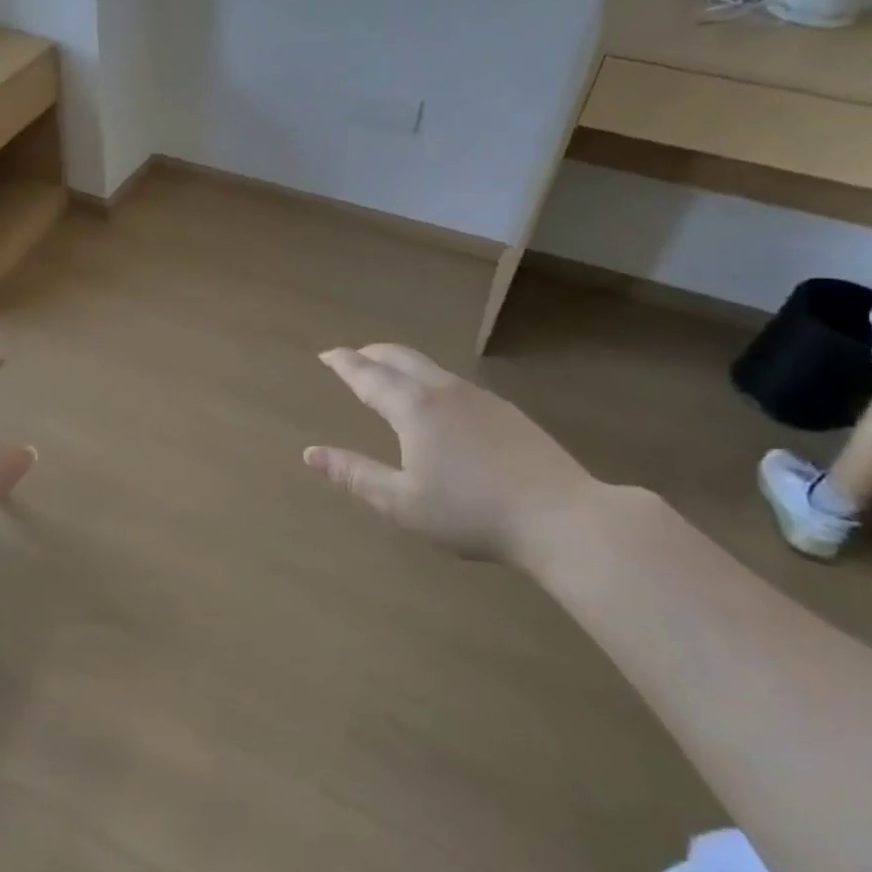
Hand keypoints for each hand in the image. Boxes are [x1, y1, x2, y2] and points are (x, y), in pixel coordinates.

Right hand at [305, 345, 595, 568]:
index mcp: (414, 409)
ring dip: (402, 364)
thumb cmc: (470, 513)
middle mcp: (445, 392)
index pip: (369, 376)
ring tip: (390, 376)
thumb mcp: (401, 503)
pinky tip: (438, 404)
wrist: (561, 517)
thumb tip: (311, 453)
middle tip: (353, 356)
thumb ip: (355, 475)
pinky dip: (429, 380)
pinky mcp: (507, 413)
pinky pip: (454, 384)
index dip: (344, 364)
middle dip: (372, 354)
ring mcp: (480, 399)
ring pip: (431, 368)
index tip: (327, 354)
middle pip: (401, 358)